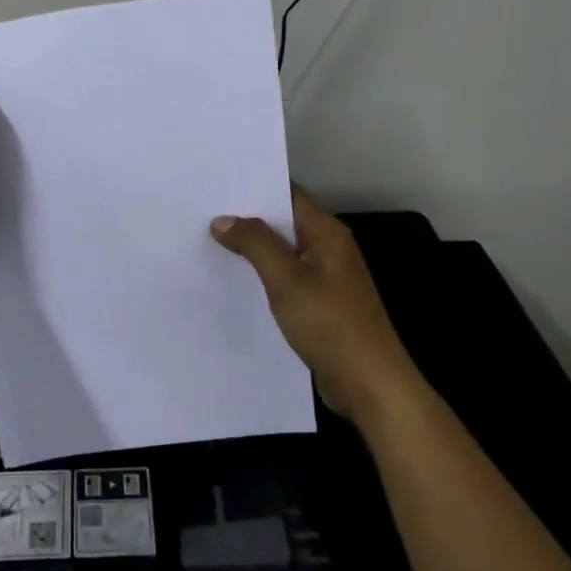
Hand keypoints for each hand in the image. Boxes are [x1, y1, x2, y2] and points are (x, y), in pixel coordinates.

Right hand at [211, 187, 420, 424]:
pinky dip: (260, 277)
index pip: (288, 195)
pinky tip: (231, 282)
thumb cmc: (330, 324)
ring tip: (206, 243)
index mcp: (327, 233)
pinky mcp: (319, 306)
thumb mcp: (286, 279)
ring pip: (281, 254)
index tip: (216, 184)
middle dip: (246, 218)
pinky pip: (284, 281)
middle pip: (282, 223)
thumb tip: (222, 220)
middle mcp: (328, 249)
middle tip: (201, 212)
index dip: (254, 187)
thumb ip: (254, 244)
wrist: (369, 385)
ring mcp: (325, 279)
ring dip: (251, 250)